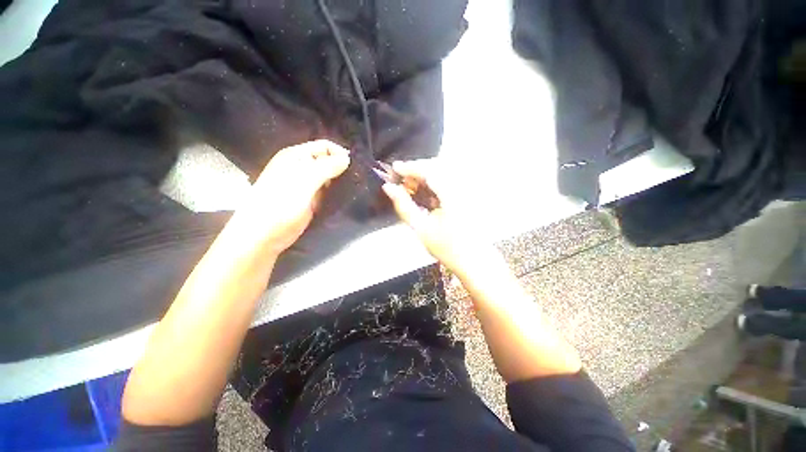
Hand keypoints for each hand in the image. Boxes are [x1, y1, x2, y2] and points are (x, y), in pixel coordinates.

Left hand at [234, 140, 349, 254]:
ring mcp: (307, 185)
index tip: (354, 168)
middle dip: (342, 168)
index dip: (339, 153)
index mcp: (296, 157)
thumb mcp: (303, 181)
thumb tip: (346, 158)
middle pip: (328, 161)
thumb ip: (325, 168)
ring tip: (354, 189)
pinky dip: (337, 193)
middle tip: (357, 179)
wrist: (263, 236)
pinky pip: (328, 192)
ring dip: (341, 181)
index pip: (324, 147)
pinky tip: (346, 198)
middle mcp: (302, 168)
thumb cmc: (280, 205)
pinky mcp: (311, 200)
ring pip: (329, 177)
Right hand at [382, 159, 495, 277]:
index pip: (429, 171)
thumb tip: (389, 188)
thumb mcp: (421, 228)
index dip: (410, 167)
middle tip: (401, 180)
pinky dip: (436, 180)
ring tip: (412, 185)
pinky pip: (451, 178)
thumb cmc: (448, 248)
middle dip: (417, 169)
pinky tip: (427, 191)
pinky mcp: (471, 193)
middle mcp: (464, 188)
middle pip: (437, 166)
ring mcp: (470, 190)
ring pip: (445, 170)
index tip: (395, 168)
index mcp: (453, 196)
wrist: (473, 260)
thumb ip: (403, 206)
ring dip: (426, 173)